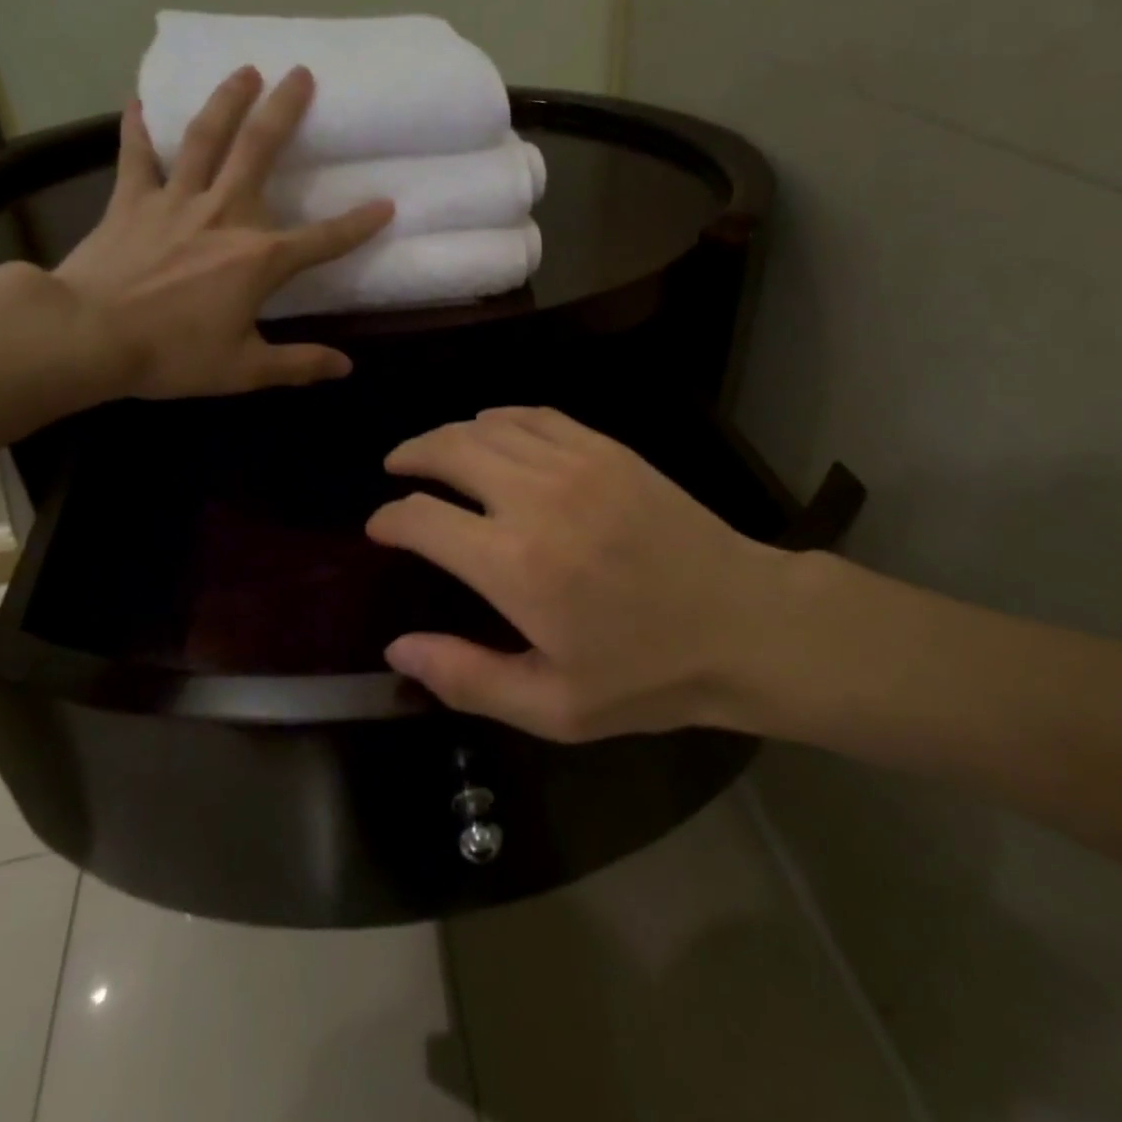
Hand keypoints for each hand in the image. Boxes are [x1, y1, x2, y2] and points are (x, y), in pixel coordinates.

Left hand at [51, 66, 391, 399]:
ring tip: (245, 70)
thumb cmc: (171, 355)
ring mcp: (175, 201)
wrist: (87, 336)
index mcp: (259, 258)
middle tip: (301, 73)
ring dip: (227, 100)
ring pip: (205, 138)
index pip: (323, 239)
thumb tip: (345, 368)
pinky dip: (137, 128)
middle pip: (260, 151)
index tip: (386, 203)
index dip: (359, 224)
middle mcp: (224, 214)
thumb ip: (298, 365)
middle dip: (284, 110)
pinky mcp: (131, 200)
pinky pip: (136, 155)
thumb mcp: (244, 370)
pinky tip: (138, 100)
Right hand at [365, 407, 798, 739]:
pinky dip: (501, 418)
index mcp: (514, 563)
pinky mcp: (608, 449)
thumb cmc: (646, 675)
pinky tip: (494, 431)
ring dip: (450, 434)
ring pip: (489, 425)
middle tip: (395, 468)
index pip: (422, 519)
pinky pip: (536, 415)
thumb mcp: (553, 706)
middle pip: (448, 450)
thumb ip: (466, 677)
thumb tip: (397, 647)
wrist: (741, 623)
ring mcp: (576, 463)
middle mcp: (536, 497)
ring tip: (434, 450)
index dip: (389, 519)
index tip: (380, 528)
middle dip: (410, 454)